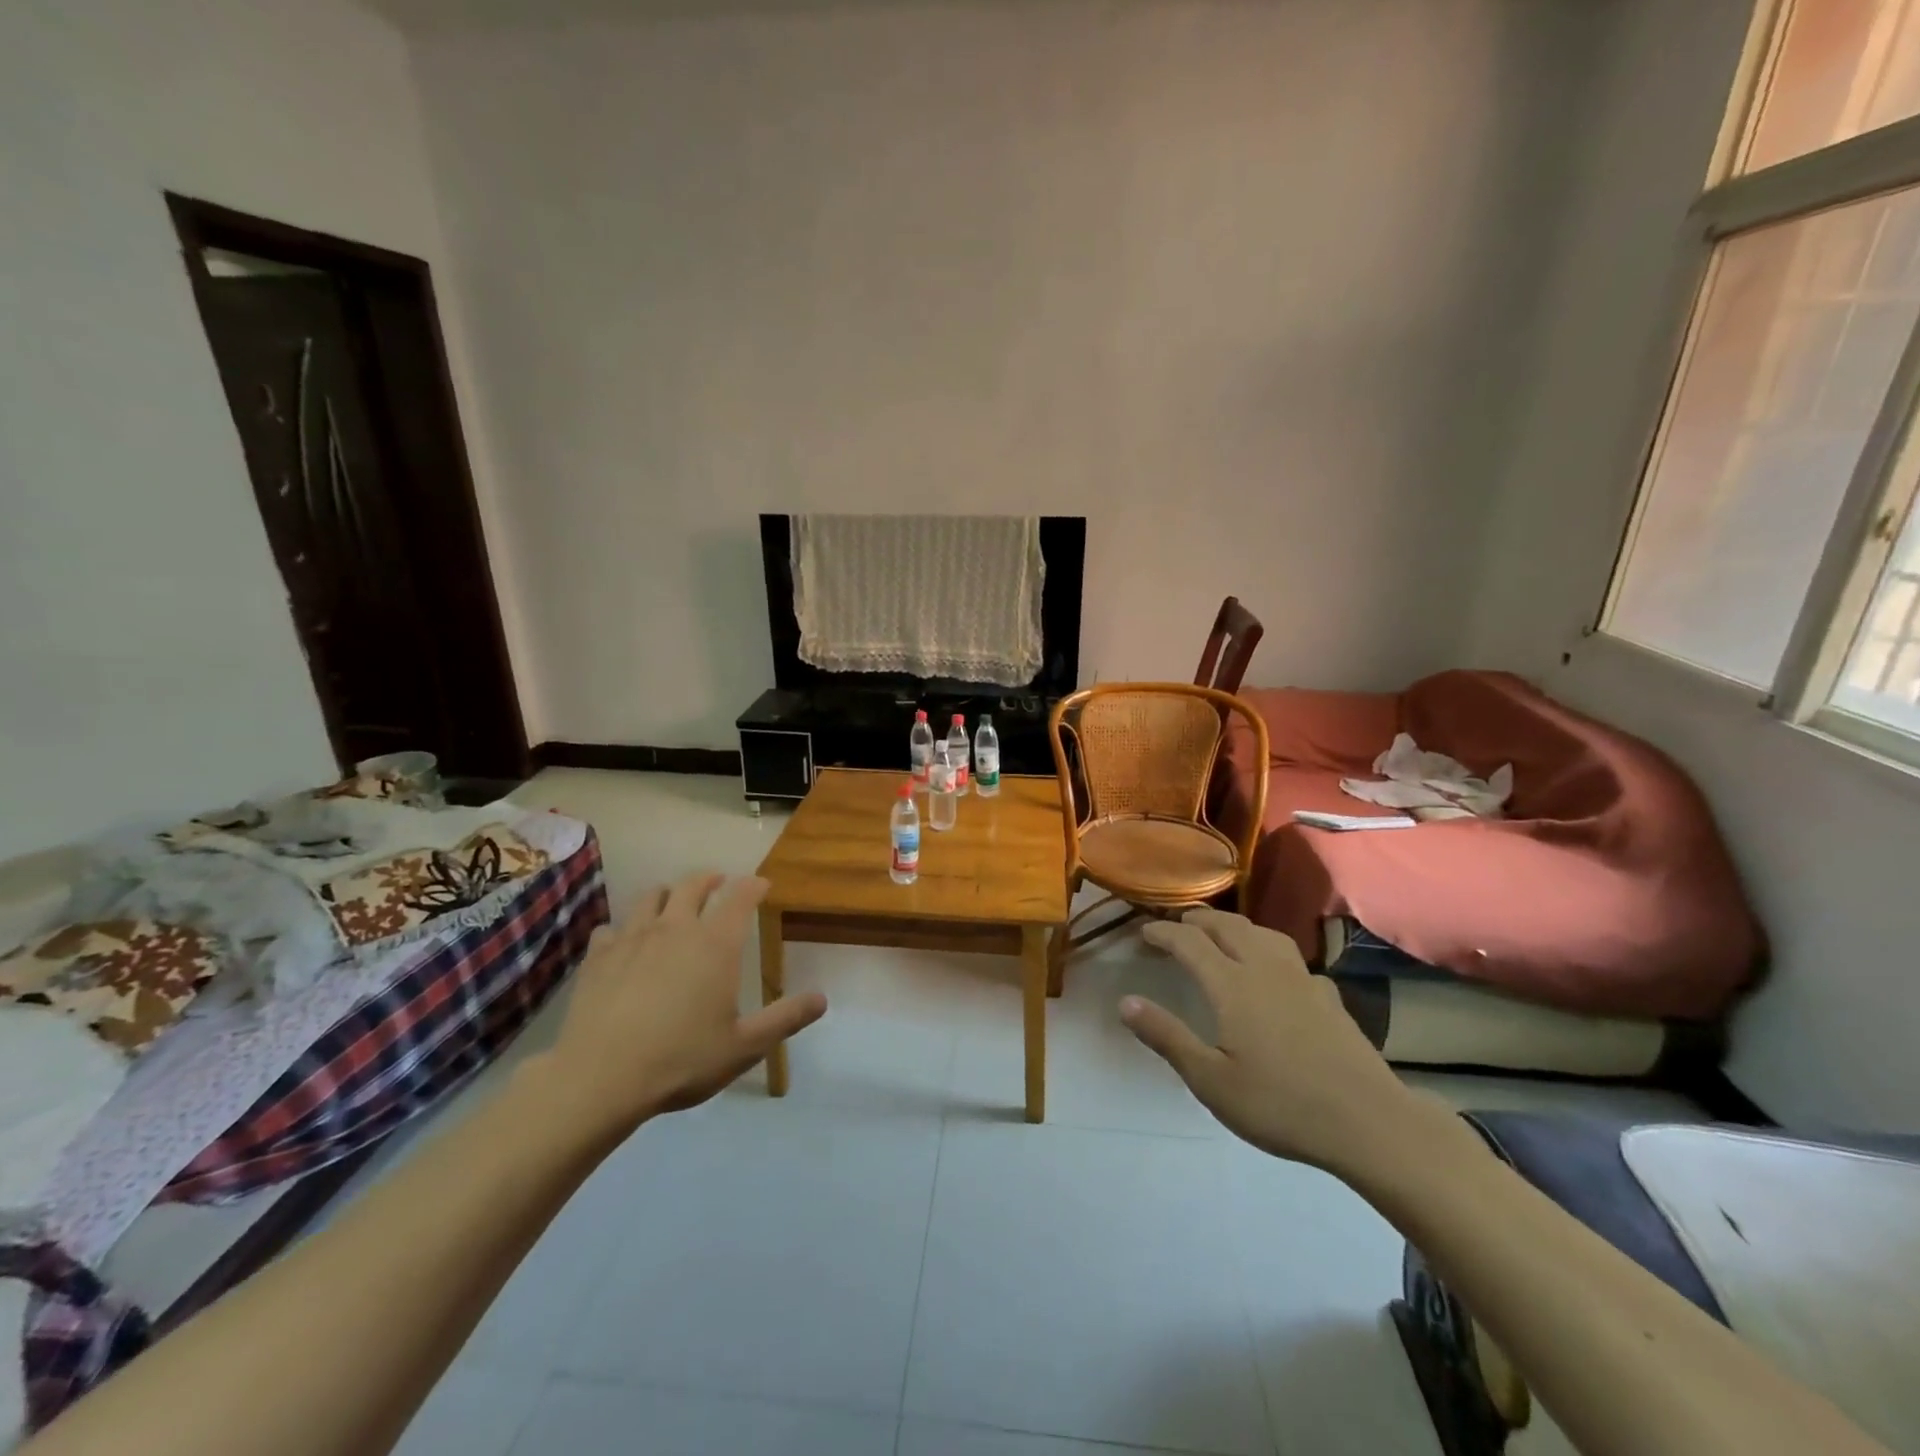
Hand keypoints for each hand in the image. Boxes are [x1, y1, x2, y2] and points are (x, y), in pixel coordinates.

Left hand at [537, 872, 826, 1137]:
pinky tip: (624, 942)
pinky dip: (623, 928)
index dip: (754, 886)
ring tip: (672, 902)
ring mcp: (633, 938)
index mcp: (716, 944)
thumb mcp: (744, 1046)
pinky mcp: (598, 957)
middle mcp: (676, 928)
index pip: (740, 897)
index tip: (762, 884)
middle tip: (718, 882)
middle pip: (692, 885)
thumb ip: (785, 1019)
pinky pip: (611, 927)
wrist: (600, 1078)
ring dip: (666, 894)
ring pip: (650, 897)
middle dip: (710, 879)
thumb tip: (822, 999)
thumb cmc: (682, 1059)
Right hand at [1122, 909, 1432, 1176]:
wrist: (1368, 1123)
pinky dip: (1270, 952)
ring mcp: (1302, 980)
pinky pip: (1292, 959)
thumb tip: (1125, 1001)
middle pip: (1227, 926)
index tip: (1144, 933)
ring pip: (1263, 934)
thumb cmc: (1280, 1104)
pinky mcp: (1328, 997)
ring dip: (1234, 926)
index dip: (1163, 933)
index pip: (1189, 942)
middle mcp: (1265, 969)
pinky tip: (1276, 974)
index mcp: (1232, 985)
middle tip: (1177, 926)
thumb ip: (1167, 1037)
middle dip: (1197, 920)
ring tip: (1221, 935)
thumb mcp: (1210, 1080)